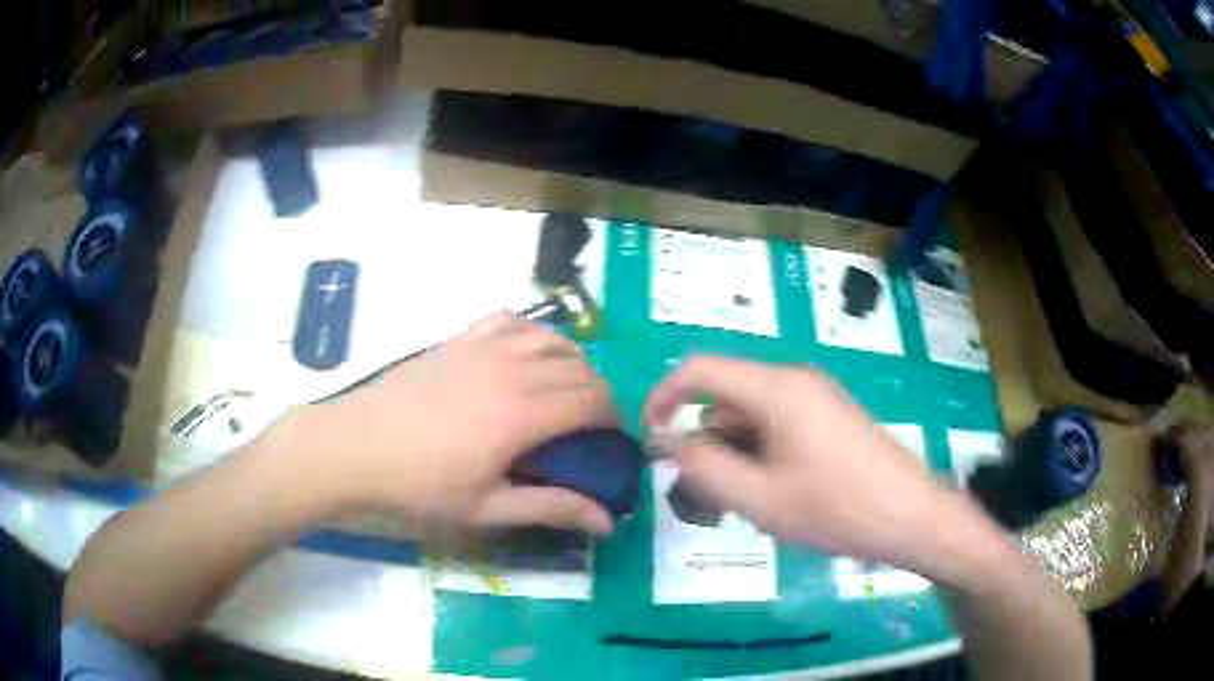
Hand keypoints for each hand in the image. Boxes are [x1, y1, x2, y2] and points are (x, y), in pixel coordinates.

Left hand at [285, 312, 616, 535]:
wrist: (356, 447)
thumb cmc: (420, 486)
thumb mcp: (487, 508)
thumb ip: (551, 508)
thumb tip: (608, 522)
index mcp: (524, 413)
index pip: (593, 400)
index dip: (613, 419)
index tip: (610, 443)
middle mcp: (512, 369)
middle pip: (579, 369)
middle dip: (597, 396)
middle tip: (588, 428)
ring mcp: (483, 347)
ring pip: (551, 339)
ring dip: (572, 363)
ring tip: (563, 391)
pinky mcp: (459, 339)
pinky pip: (511, 321)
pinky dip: (532, 333)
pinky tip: (524, 354)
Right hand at [646, 356, 964, 567]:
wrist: (910, 516)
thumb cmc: (837, 509)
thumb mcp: (761, 499)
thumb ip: (705, 468)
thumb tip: (666, 442)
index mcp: (776, 388)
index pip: (699, 370)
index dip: (663, 398)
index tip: (649, 441)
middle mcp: (793, 381)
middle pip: (725, 396)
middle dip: (702, 440)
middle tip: (701, 494)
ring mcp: (814, 398)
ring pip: (749, 415)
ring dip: (731, 454)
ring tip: (740, 504)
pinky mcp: (827, 418)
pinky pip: (775, 426)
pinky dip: (757, 455)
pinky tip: (769, 495)